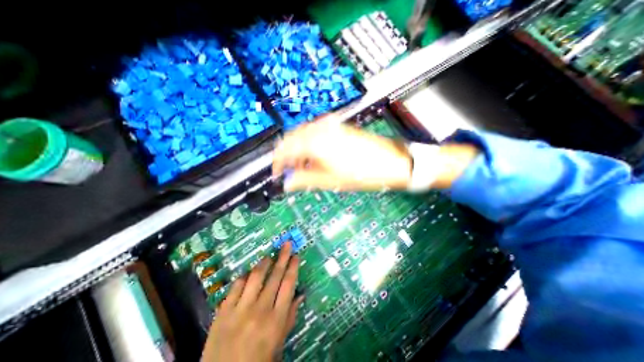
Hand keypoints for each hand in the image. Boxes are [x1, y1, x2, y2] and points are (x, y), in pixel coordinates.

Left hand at [201, 243, 301, 361]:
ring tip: (268, 256)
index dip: (293, 267)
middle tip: (286, 244)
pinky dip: (244, 276)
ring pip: (256, 276)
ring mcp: (240, 309)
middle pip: (275, 276)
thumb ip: (290, 316)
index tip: (296, 256)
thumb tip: (300, 294)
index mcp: (276, 319)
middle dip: (282, 256)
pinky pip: (236, 285)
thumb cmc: (257, 361)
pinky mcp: (223, 311)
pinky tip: (248, 274)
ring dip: (264, 263)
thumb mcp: (279, 343)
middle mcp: (260, 310)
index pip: (288, 285)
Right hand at [271, 117, 411, 192]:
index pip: (285, 149)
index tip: (276, 173)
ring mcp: (330, 125)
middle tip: (290, 171)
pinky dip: (309, 143)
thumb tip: (286, 184)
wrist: (391, 162)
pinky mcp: (338, 126)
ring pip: (303, 134)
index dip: (277, 162)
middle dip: (287, 155)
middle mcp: (320, 129)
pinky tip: (315, 155)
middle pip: (292, 138)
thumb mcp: (330, 181)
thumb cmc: (361, 174)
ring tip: (304, 166)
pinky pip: (315, 132)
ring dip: (298, 149)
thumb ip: (304, 180)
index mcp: (315, 143)